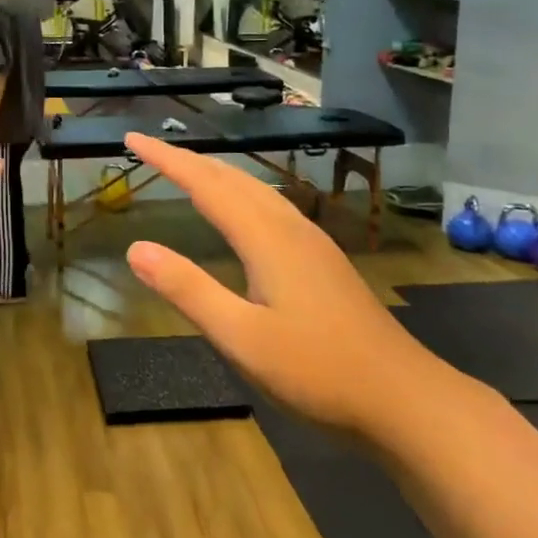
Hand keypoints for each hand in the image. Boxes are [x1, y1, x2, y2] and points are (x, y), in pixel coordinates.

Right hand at [120, 133, 447, 438]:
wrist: (404, 398)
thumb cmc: (318, 371)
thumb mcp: (241, 338)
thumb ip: (188, 290)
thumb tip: (135, 248)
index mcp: (266, 238)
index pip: (205, 184)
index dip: (167, 159)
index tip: (133, 139)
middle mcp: (289, 228)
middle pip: (232, 178)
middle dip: (188, 160)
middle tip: (150, 149)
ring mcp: (311, 242)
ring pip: (256, 190)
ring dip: (217, 173)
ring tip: (187, 169)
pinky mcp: (323, 260)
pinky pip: (271, 206)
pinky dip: (241, 193)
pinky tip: (241, 211)